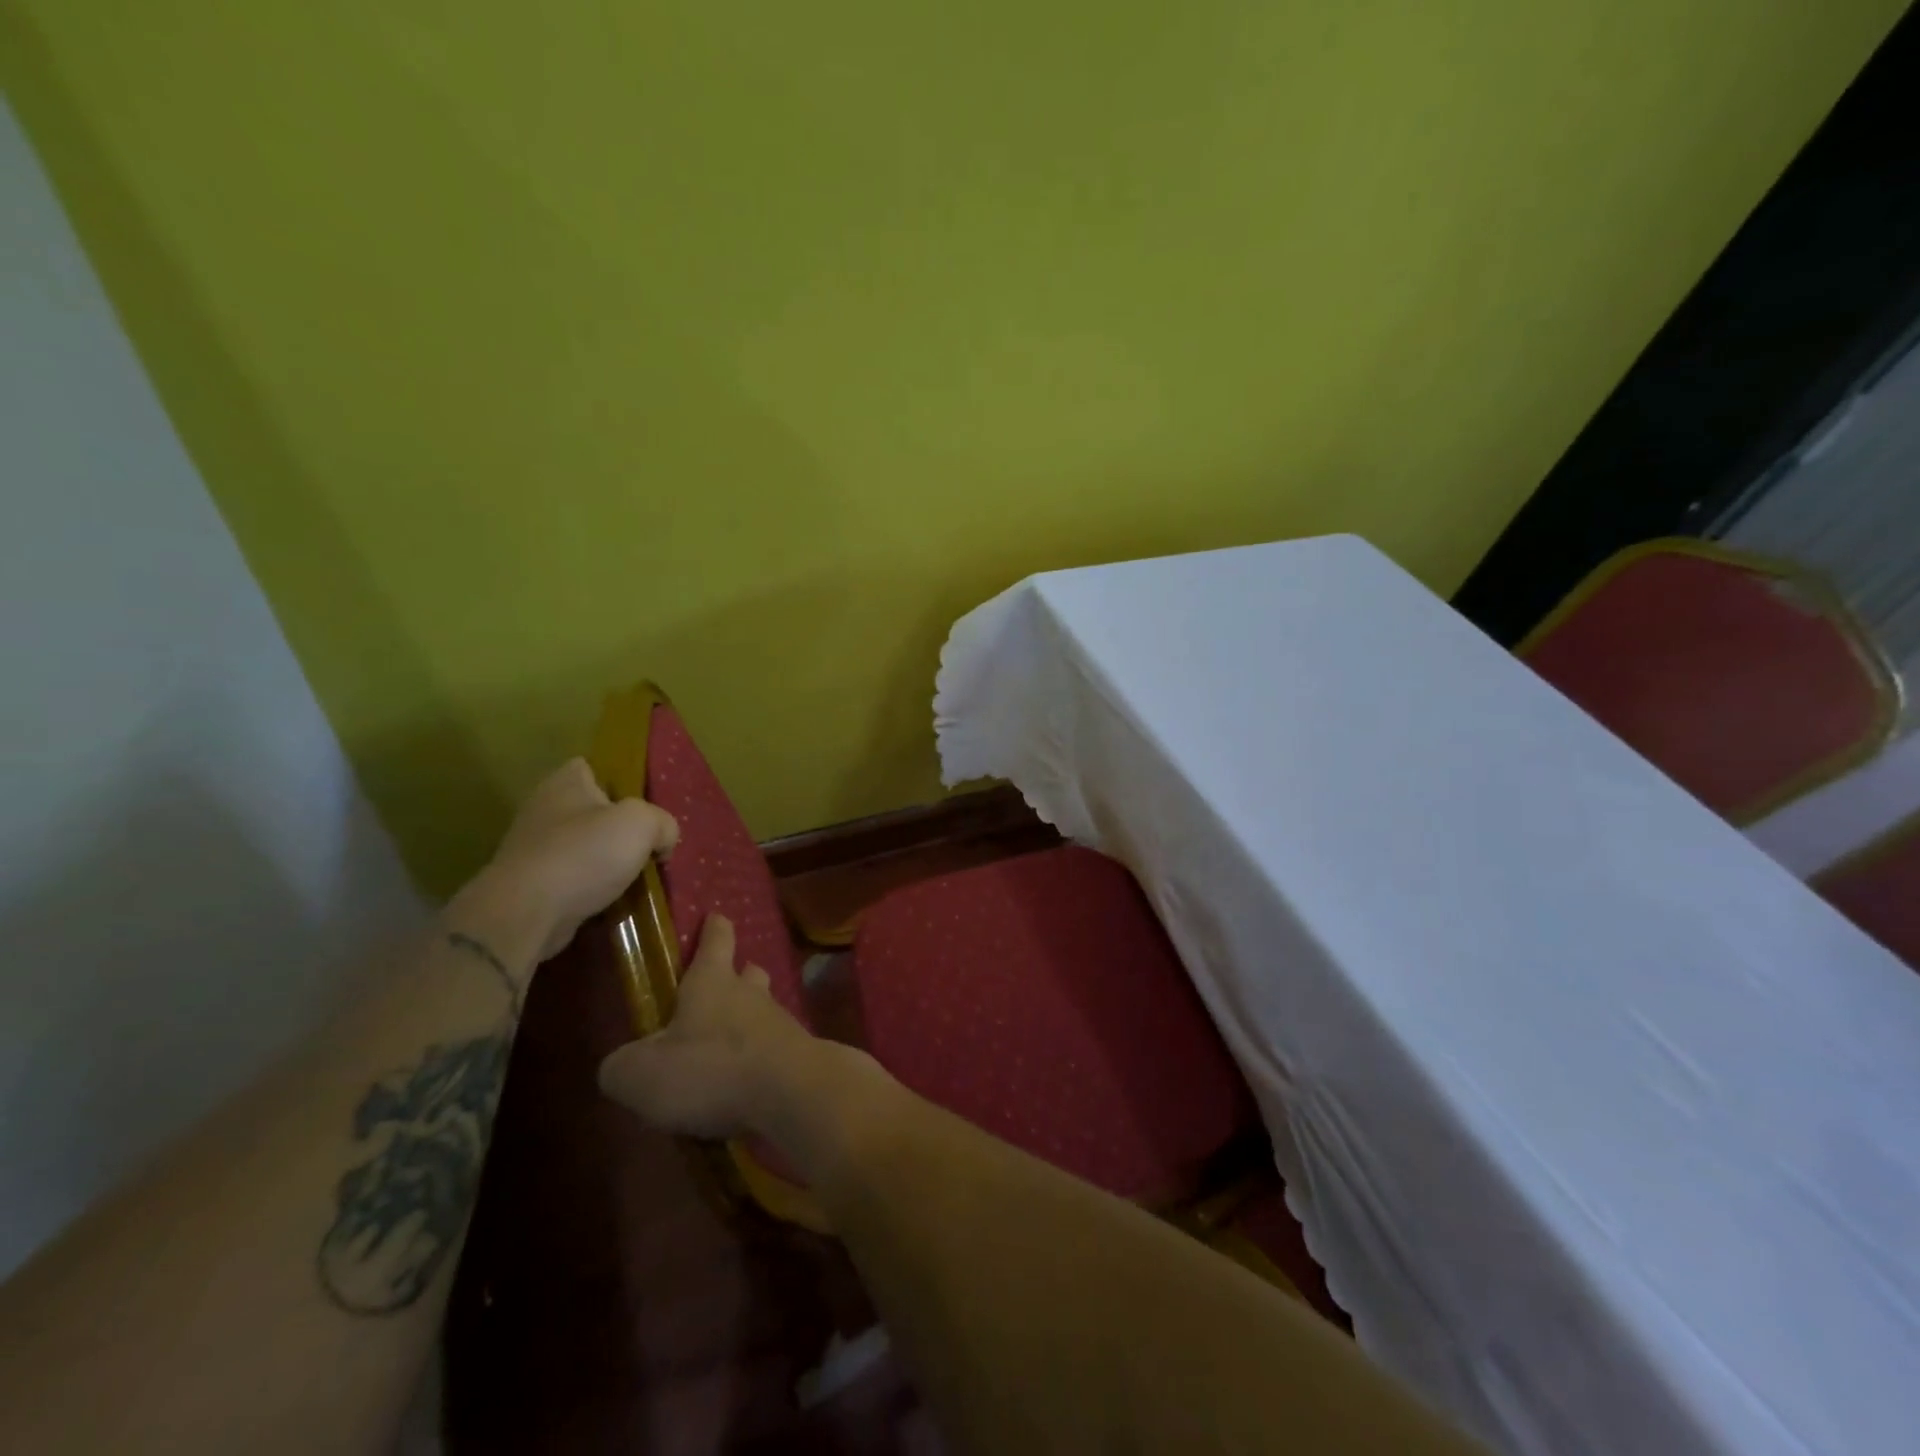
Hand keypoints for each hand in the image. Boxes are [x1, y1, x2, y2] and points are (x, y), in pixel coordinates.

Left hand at [456, 758, 679, 964]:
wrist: (527, 914)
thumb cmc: (585, 854)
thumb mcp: (643, 824)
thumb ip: (663, 823)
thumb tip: (663, 839)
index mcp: (565, 782)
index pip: (595, 768)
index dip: (622, 783)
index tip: (646, 806)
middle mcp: (544, 809)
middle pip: (593, 812)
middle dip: (620, 829)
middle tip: (649, 845)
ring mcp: (534, 849)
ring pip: (585, 848)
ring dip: (608, 863)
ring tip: (636, 877)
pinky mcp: (531, 885)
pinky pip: (573, 880)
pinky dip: (592, 889)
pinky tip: (612, 901)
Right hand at [597, 915, 833, 1139]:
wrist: (790, 1093)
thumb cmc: (711, 1069)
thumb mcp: (641, 1075)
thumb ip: (622, 1067)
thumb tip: (620, 1066)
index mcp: (711, 982)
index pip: (716, 940)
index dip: (713, 928)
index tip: (715, 916)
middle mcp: (750, 994)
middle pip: (748, 973)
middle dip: (737, 975)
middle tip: (722, 986)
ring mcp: (781, 1023)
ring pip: (765, 1011)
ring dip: (749, 1021)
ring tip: (729, 1045)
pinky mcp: (800, 1055)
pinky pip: (776, 1049)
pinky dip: (762, 1059)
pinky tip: (749, 1083)